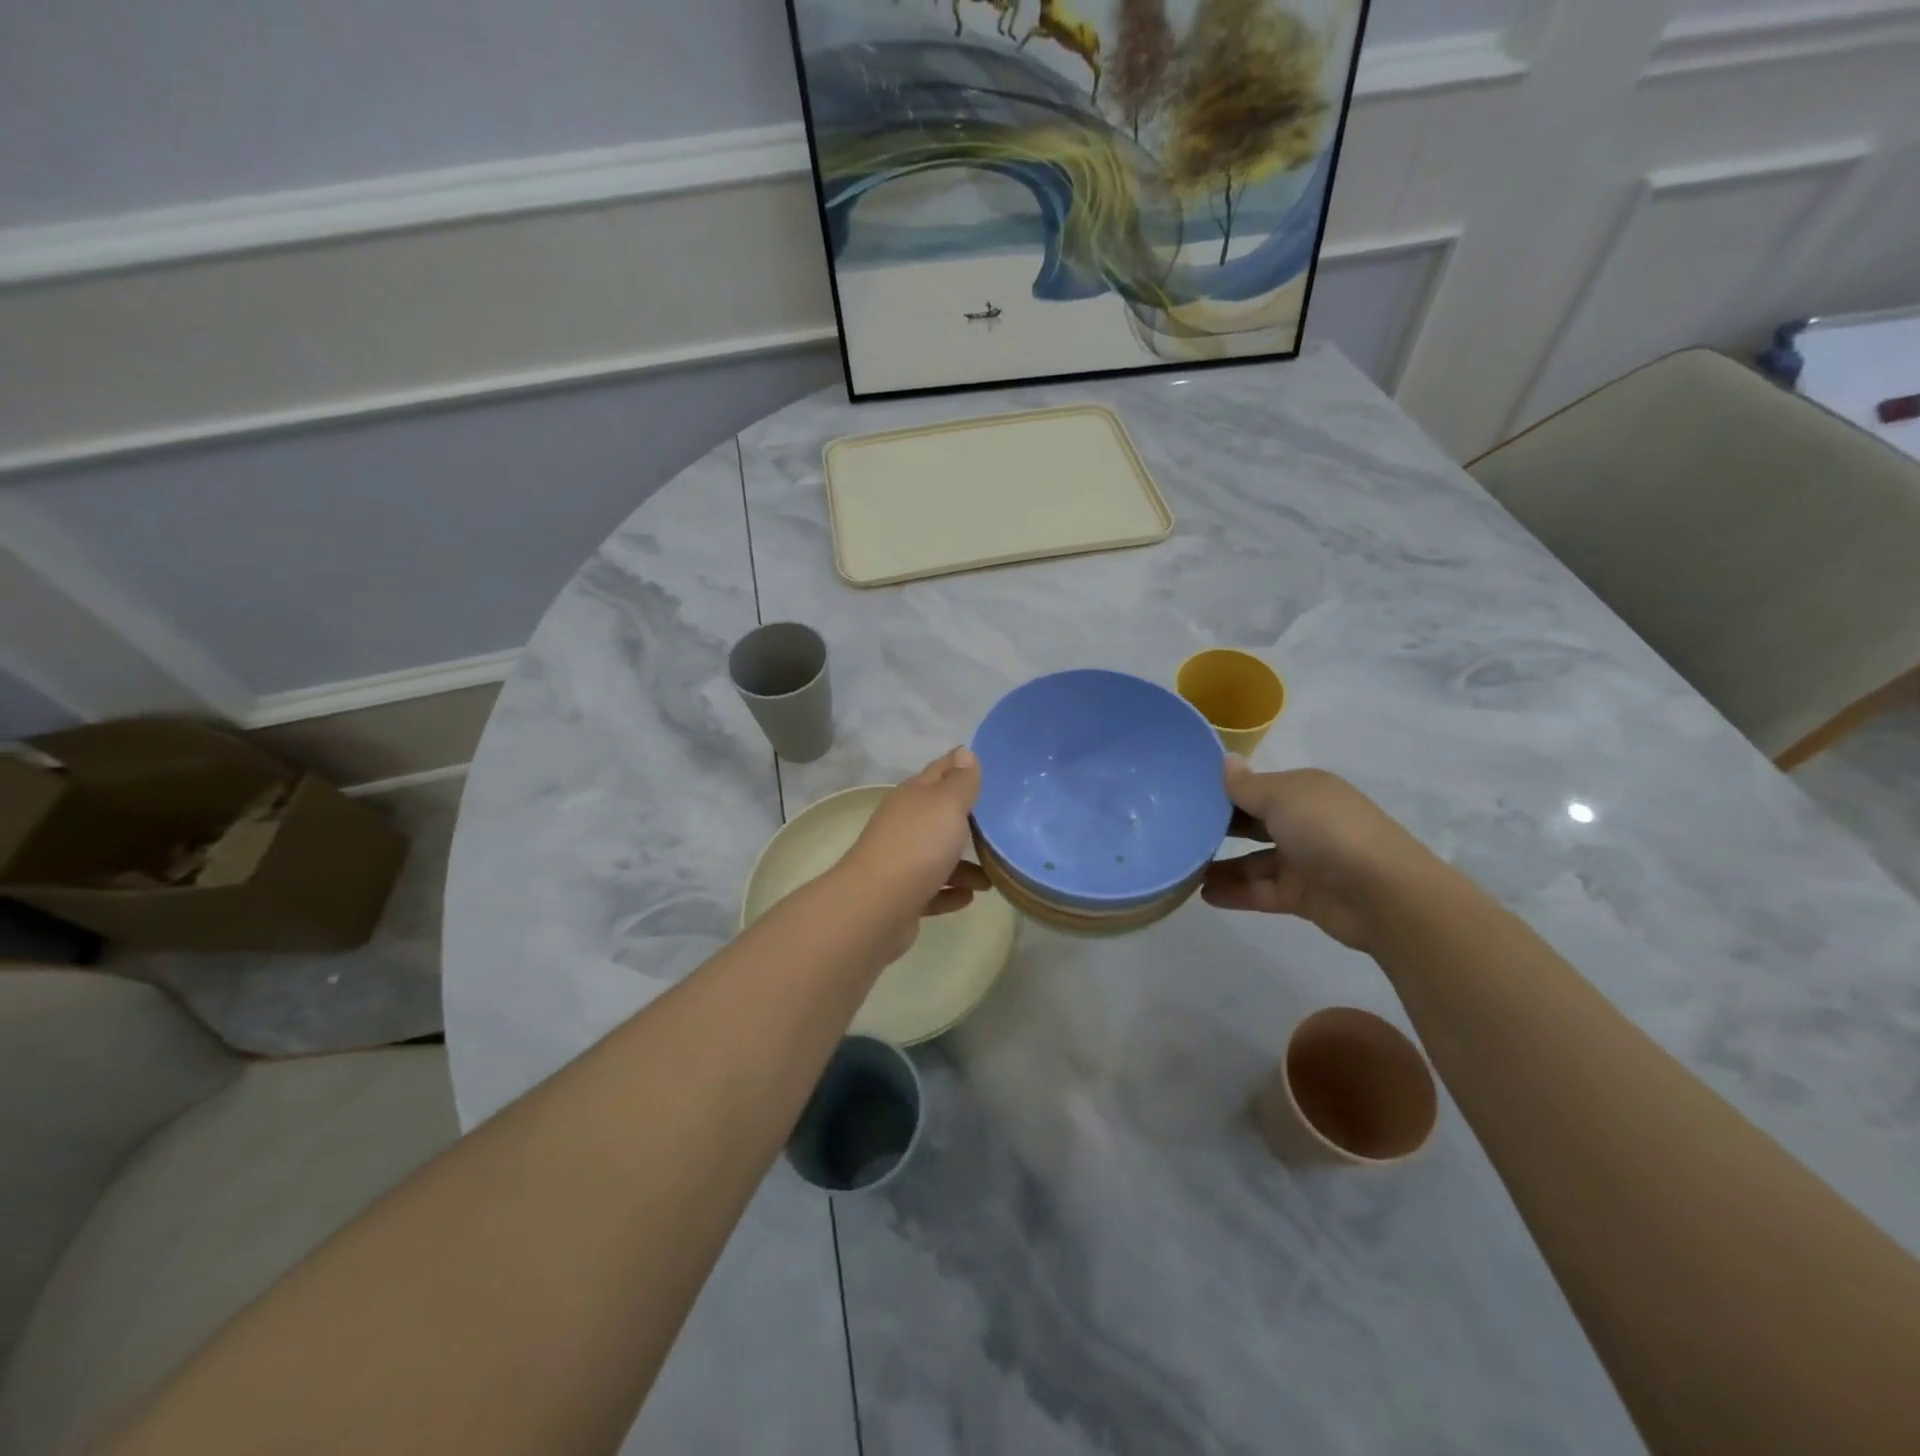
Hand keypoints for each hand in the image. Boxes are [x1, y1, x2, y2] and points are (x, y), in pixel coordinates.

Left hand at [836, 748, 991, 958]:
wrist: (876, 906)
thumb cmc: (918, 846)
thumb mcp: (946, 804)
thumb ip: (960, 781)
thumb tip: (963, 752)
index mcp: (913, 797)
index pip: (940, 771)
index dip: (961, 765)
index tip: (989, 766)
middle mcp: (904, 825)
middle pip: (939, 816)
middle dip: (966, 818)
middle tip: (1001, 823)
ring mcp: (901, 862)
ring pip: (938, 856)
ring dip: (965, 865)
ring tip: (992, 876)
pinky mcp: (902, 897)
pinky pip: (933, 890)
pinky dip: (950, 892)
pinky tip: (969, 897)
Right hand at [1201, 759, 1432, 951]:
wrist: (1383, 895)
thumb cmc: (1328, 831)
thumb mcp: (1282, 797)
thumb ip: (1248, 785)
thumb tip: (1226, 761)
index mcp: (1304, 792)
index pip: (1257, 788)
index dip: (1223, 791)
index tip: (1184, 795)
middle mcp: (1304, 822)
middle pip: (1253, 824)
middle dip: (1219, 828)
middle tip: (1176, 833)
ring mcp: (1304, 861)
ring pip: (1253, 861)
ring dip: (1221, 865)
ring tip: (1182, 869)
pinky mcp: (1302, 896)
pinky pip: (1261, 891)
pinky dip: (1235, 892)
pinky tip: (1204, 894)